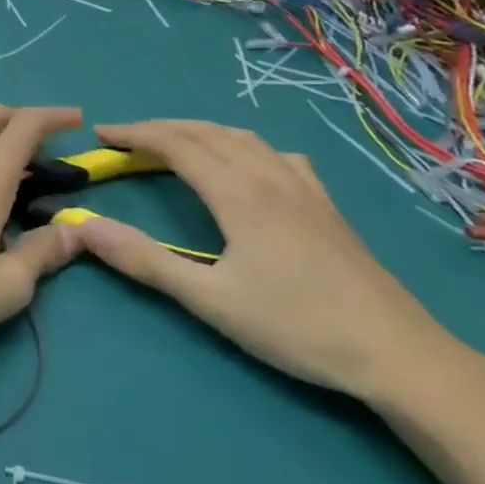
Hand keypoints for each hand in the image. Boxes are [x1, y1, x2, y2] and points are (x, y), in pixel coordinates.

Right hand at [67, 120, 453, 401]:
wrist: (399, 354)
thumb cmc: (297, 327)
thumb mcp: (210, 300)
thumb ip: (145, 260)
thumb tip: (86, 227)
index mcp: (239, 193)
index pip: (176, 144)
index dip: (135, 134)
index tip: (101, 134)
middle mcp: (270, 176)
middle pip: (207, 133)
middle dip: (160, 129)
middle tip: (124, 139)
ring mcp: (304, 187)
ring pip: (242, 138)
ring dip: (199, 133)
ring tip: (173, 144)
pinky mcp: (326, 205)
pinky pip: (276, 155)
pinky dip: (243, 146)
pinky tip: (248, 166)